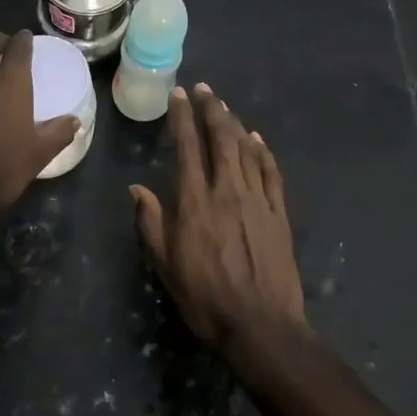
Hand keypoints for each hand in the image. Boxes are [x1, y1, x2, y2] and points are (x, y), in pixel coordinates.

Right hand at [131, 84, 306, 366]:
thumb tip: (137, 189)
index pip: (187, 148)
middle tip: (204, 90)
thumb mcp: (166, 266)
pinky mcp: (279, 213)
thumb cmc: (206, 299)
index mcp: (195, 203)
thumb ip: (151, 223)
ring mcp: (257, 200)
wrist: (262, 324)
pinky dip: (262, 151)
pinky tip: (257, 139)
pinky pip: (271, 172)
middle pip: (221, 139)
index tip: (178, 95)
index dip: (182, 118)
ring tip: (224, 107)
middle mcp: (227, 192)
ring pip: (246, 150)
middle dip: (211, 110)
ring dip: (234, 124)